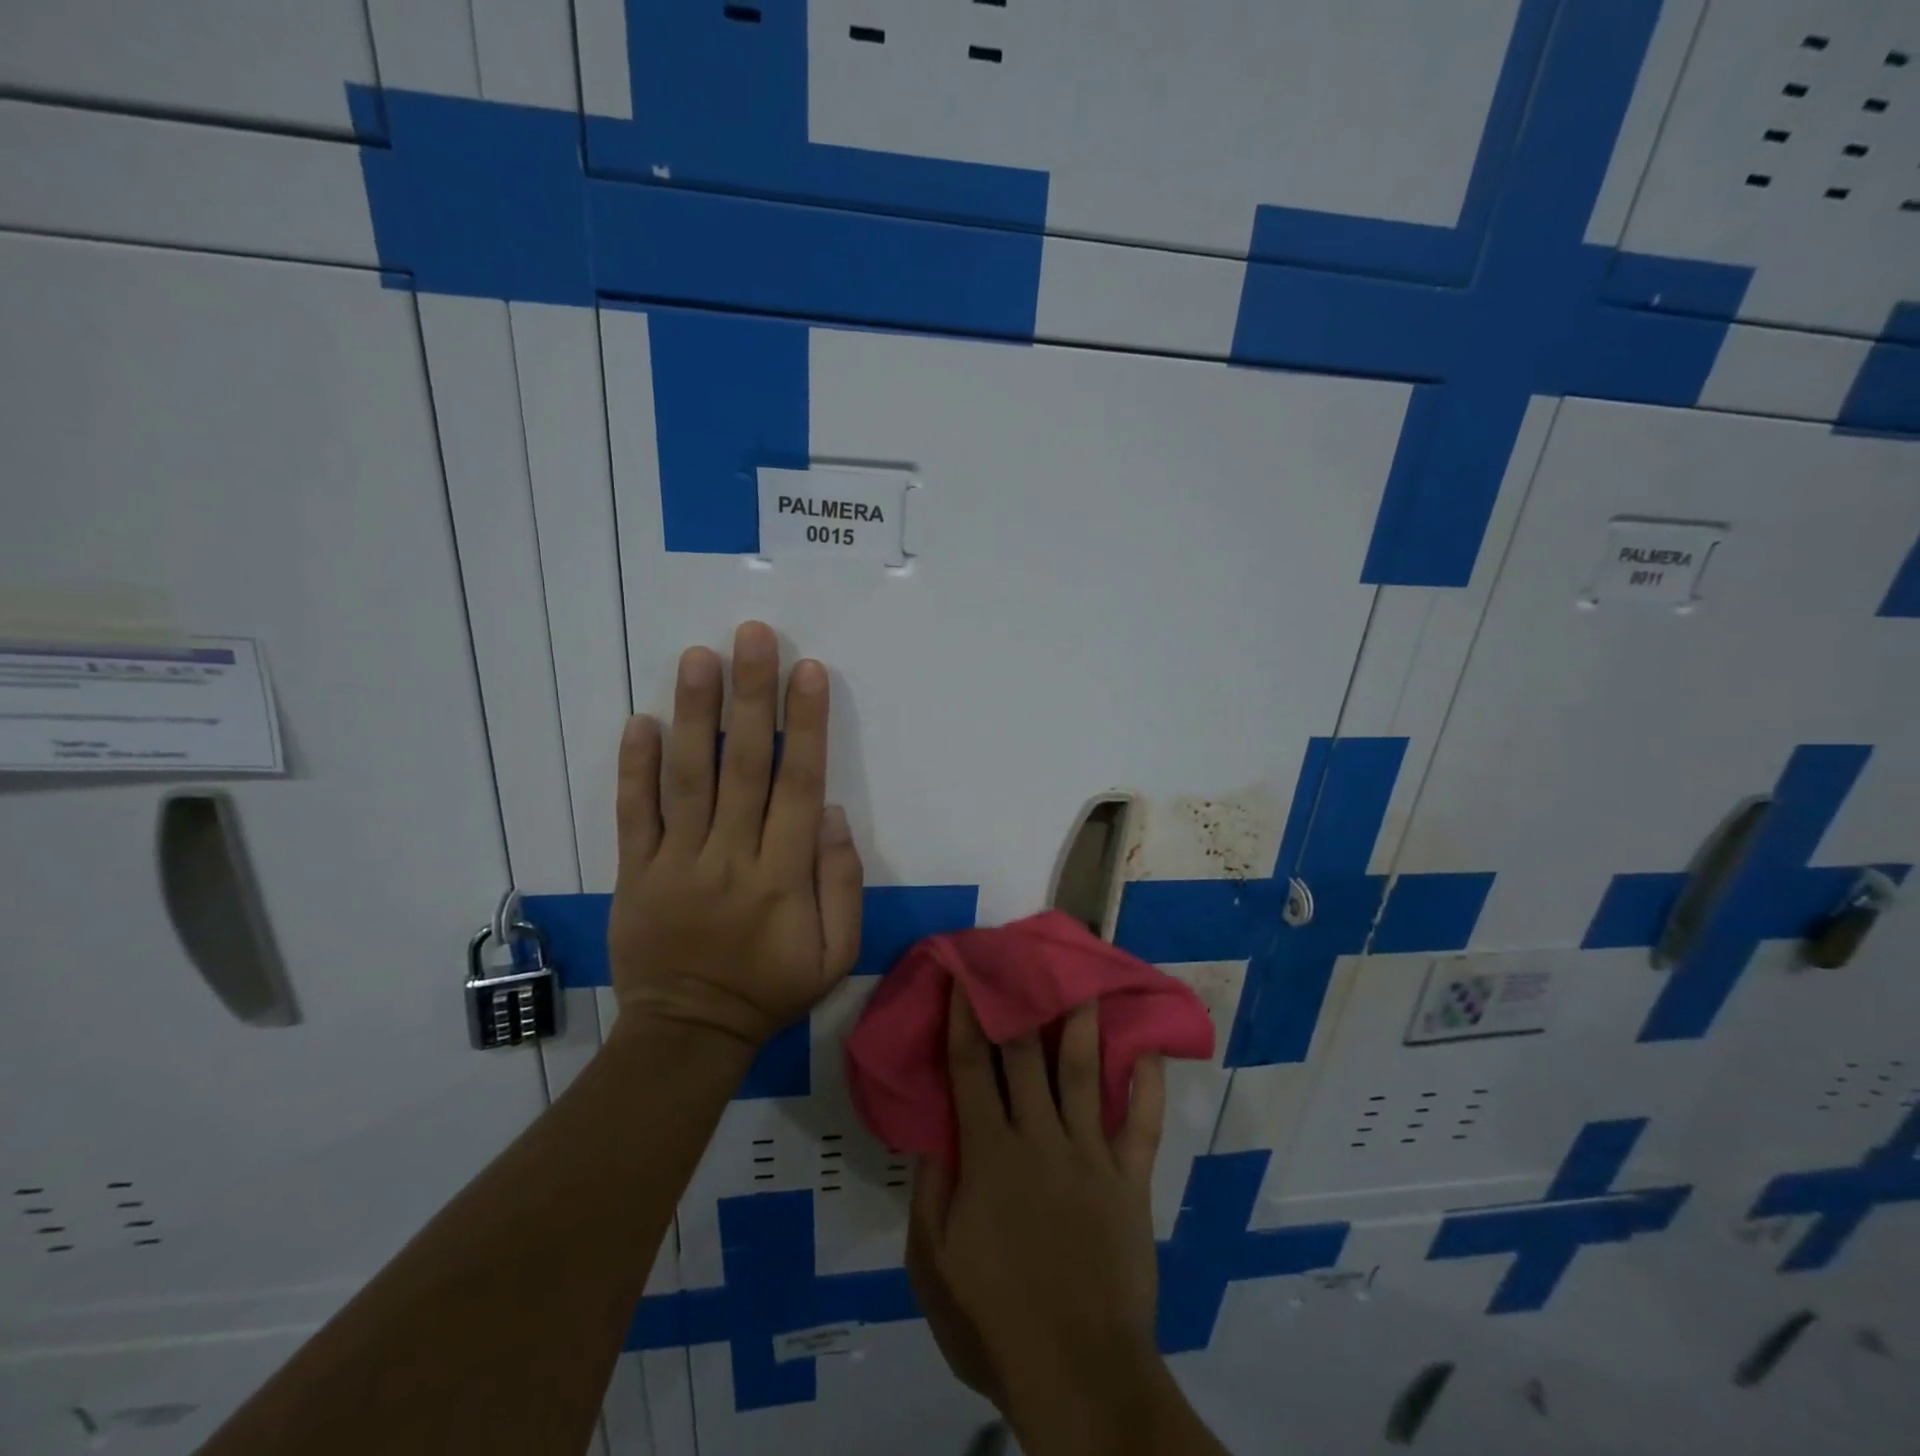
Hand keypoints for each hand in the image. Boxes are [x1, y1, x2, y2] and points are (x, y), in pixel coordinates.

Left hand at [606, 621, 863, 1049]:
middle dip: (750, 696)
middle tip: (752, 636)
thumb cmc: (772, 990)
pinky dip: (633, 768)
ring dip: (692, 714)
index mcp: (782, 876)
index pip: (797, 785)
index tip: (808, 671)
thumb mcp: (837, 955)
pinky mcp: (634, 874)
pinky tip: (639, 721)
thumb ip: (843, 884)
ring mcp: (675, 863)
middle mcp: (729, 857)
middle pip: (742, 765)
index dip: (804, 725)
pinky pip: (632, 815)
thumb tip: (829, 813)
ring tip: (697, 657)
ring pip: (686, 779)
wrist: (689, 1035)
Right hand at [909, 982, 1167, 1429]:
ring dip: (1084, 1023)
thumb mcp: (933, 1264)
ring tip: (1087, 980)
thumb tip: (930, 1133)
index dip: (966, 1016)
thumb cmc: (996, 1319)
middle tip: (1024, 959)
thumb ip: (927, 1192)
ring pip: (1087, 1073)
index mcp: (988, 1154)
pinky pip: (1143, 1123)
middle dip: (1022, 1003)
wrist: (1079, 1374)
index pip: (970, 1068)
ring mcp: (1090, 1155)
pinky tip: (1151, 1048)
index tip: (968, 975)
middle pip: (1027, 1056)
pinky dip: (1150, 1084)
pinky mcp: (1130, 1180)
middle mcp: (1039, 1138)